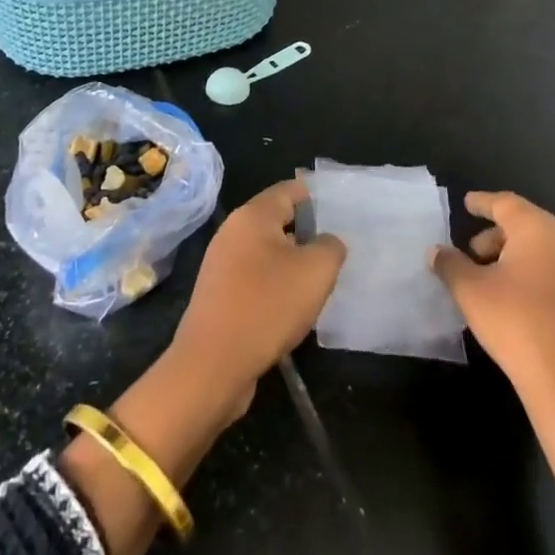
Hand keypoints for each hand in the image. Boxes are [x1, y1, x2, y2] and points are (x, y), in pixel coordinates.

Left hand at [171, 178, 346, 419]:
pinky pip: (255, 279)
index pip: (288, 191)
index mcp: (252, 216)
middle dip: (306, 233)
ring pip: (266, 253)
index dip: (315, 196)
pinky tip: (294, 307)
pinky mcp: (219, 295)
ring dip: (292, 264)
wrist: (214, 363)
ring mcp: (221, 265)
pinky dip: (276, 286)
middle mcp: (232, 233)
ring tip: (320, 281)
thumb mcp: (316, 271)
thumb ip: (330, 246)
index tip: (340, 211)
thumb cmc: (268, 305)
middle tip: (336, 250)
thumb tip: (326, 242)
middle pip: (276, 221)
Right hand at [431, 191, 554, 425]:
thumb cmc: (516, 321)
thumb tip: (437, 251)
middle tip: (470, 252)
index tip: (467, 203)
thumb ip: (450, 265)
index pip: (506, 203)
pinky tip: (510, 302)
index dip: (483, 202)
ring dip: (510, 257)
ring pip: (539, 251)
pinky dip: (528, 275)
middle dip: (494, 234)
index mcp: (537, 230)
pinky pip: (551, 273)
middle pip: (525, 225)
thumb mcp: (470, 291)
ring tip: (485, 280)